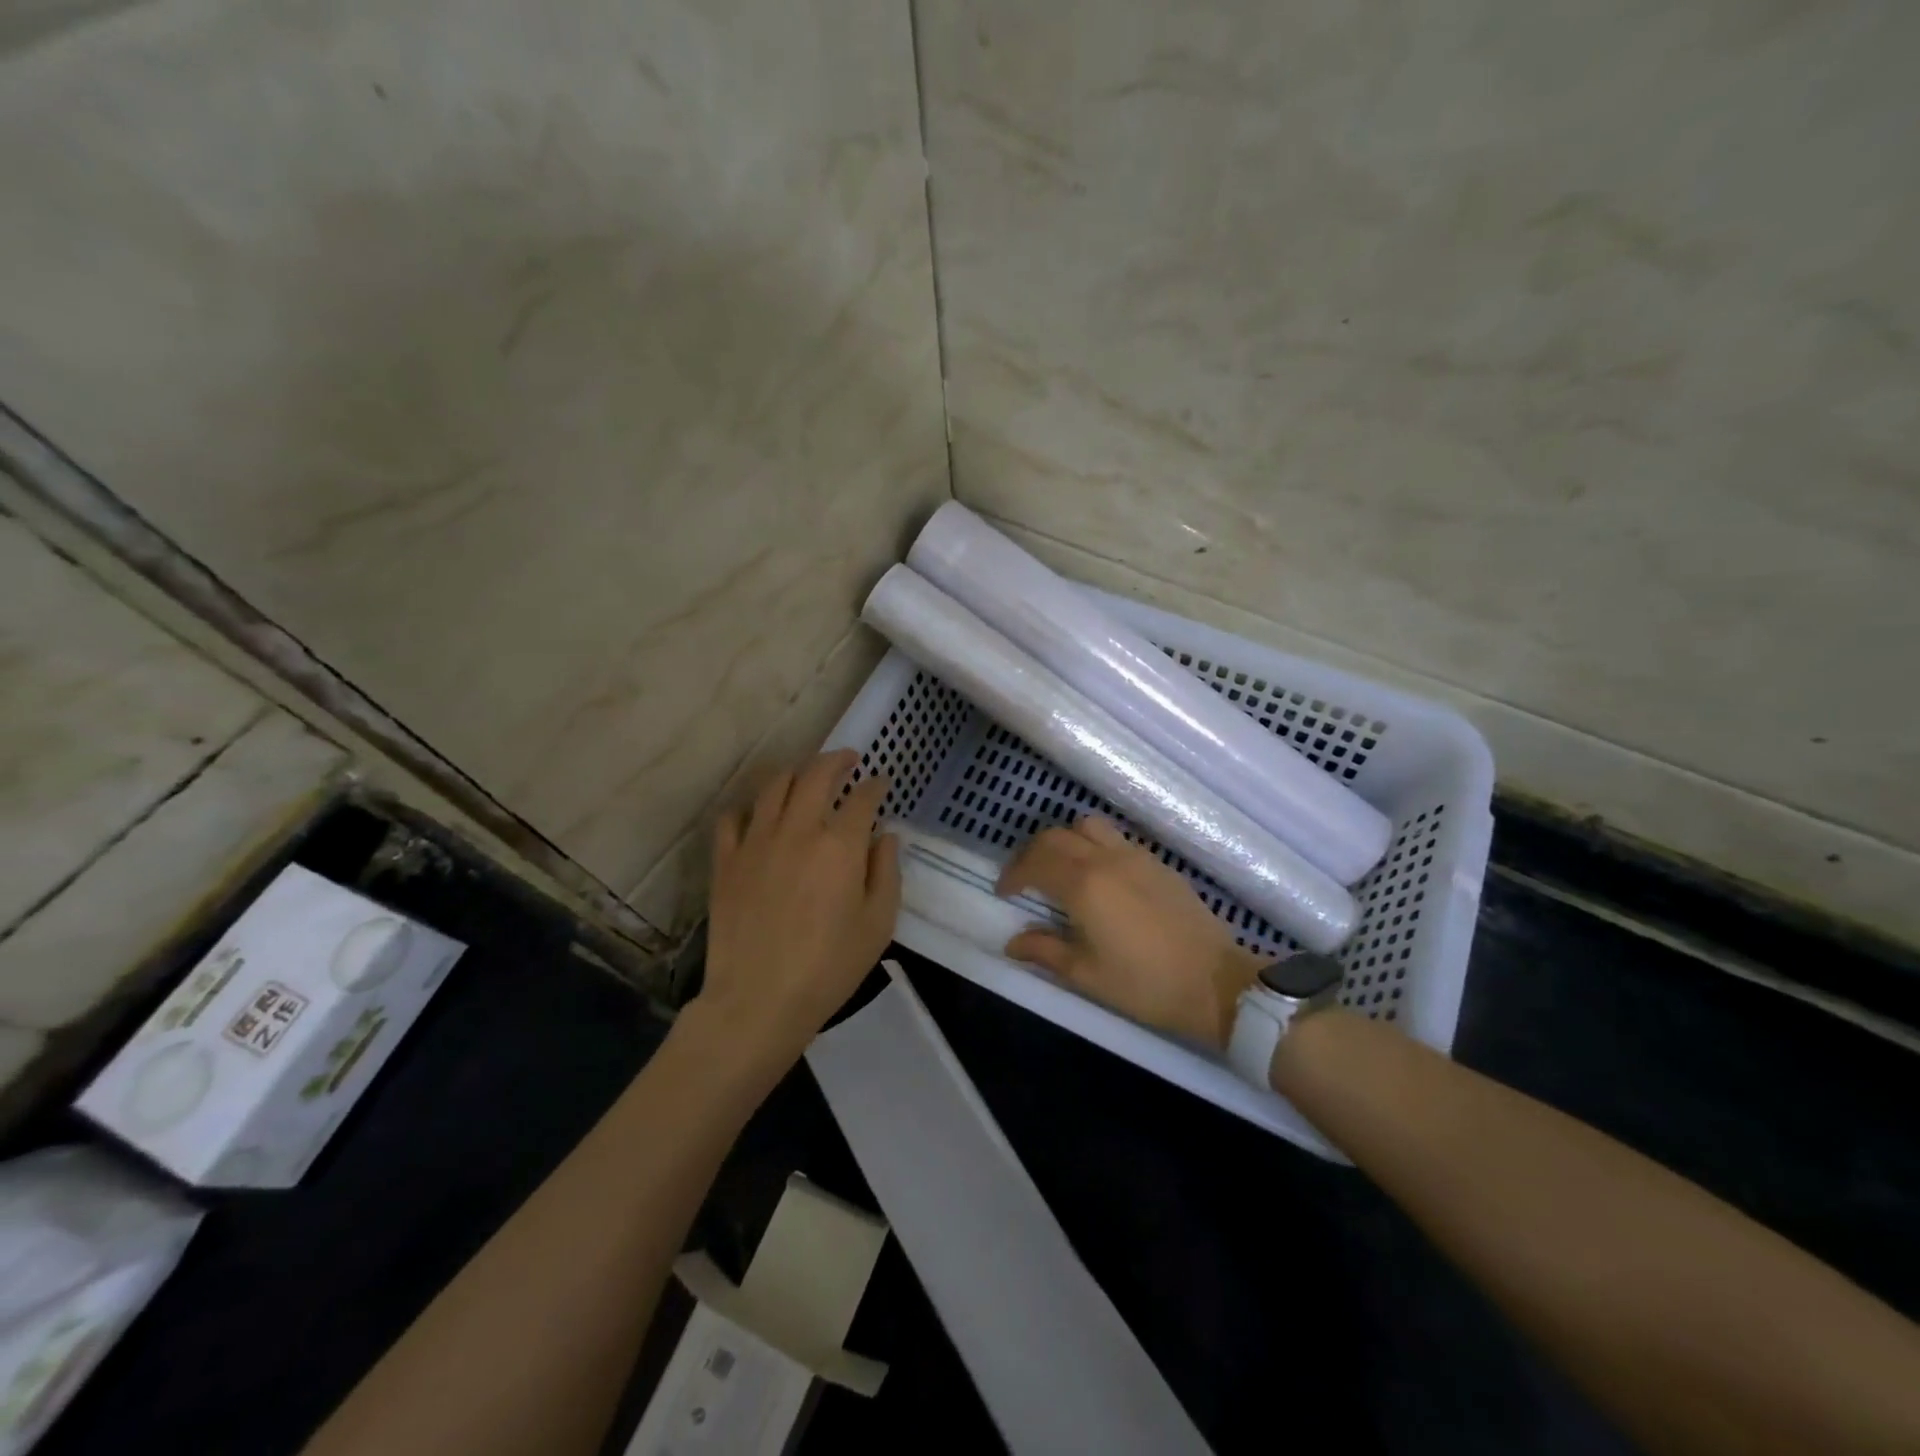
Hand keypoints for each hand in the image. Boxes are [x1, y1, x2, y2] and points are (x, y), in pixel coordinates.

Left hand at [692, 750, 899, 1077]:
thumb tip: (885, 835)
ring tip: (806, 774)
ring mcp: (756, 841)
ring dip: (796, 772)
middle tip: (848, 760)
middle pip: (816, 775)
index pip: (862, 798)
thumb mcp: (878, 924)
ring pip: (774, 785)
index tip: (881, 783)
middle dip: (837, 760)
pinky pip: (733, 817)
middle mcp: (798, 829)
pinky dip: (750, 807)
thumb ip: (886, 872)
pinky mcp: (726, 860)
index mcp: (840, 844)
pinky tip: (759, 813)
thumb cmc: (829, 967)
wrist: (758, 1000)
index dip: (876, 786)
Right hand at [998, 816, 1263, 1049]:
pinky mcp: (1157, 862)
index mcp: (1084, 885)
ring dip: (1065, 841)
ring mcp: (1135, 856)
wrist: (1216, 983)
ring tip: (1061, 870)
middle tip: (1025, 881)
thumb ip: (1045, 951)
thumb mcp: (1087, 975)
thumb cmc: (1146, 985)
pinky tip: (1099, 878)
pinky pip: (1115, 838)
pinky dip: (1094, 846)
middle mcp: (1106, 859)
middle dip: (1032, 854)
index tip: (1004, 893)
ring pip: (1087, 826)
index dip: (1013, 874)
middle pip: (1056, 836)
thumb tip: (1012, 942)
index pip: (1035, 862)